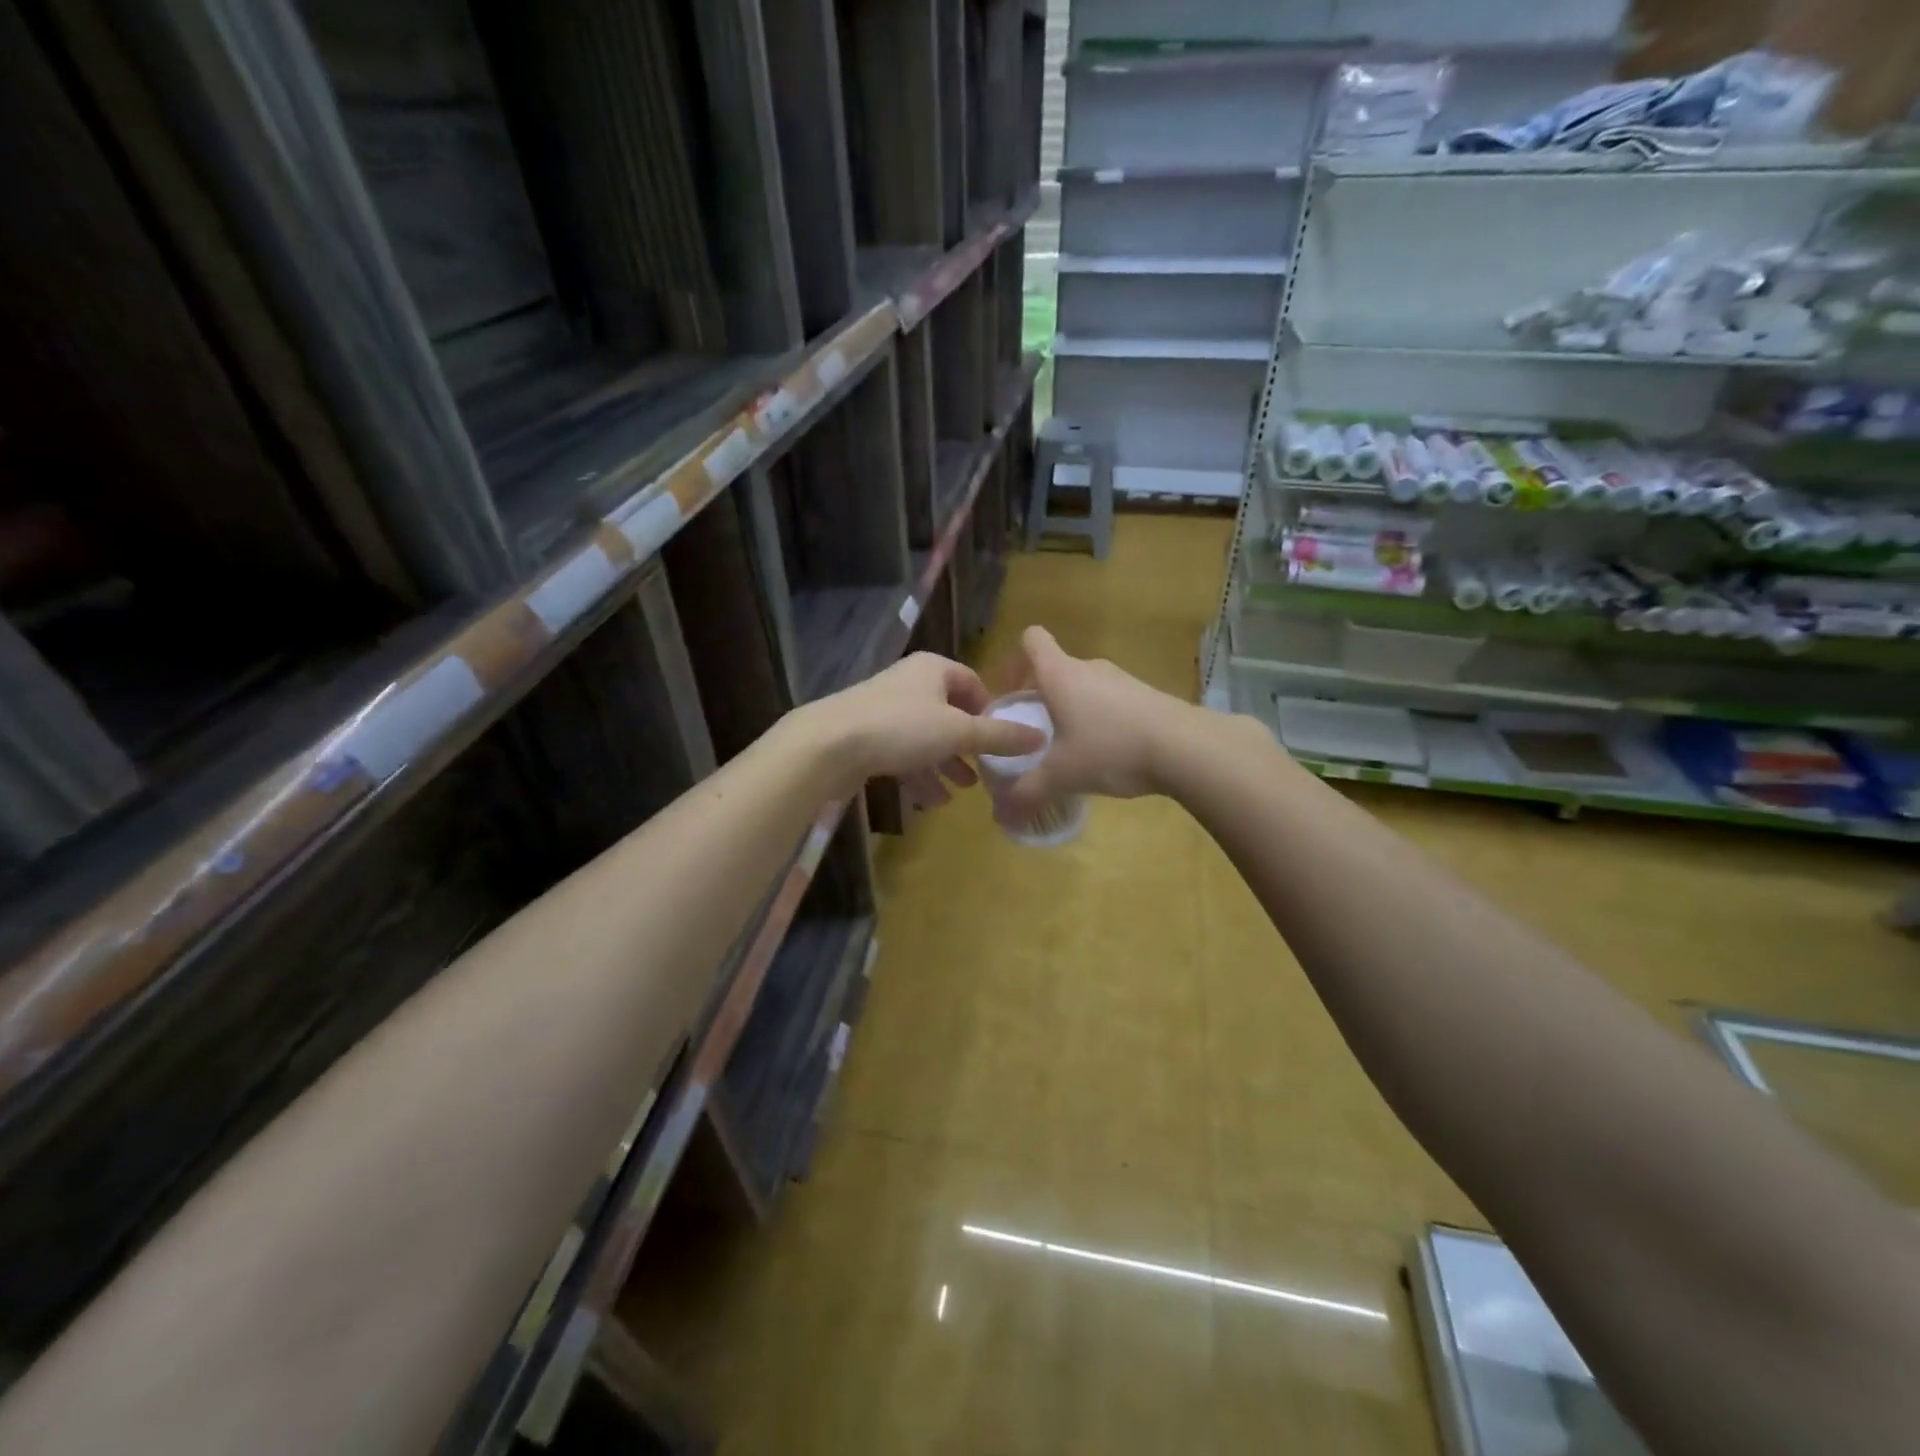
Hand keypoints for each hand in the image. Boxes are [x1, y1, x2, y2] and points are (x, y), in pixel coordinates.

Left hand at [803, 652, 1044, 806]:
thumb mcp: (958, 731)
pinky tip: (929, 801)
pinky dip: (918, 774)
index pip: (971, 682)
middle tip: (984, 773)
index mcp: (932, 669)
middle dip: (967, 746)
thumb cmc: (901, 727)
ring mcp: (884, 710)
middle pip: (948, 714)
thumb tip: (1041, 737)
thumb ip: (999, 736)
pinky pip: (902, 754)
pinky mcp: (866, 737)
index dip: (989, 710)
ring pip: (925, 738)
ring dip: (944, 765)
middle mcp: (909, 684)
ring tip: (960, 791)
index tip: (1001, 739)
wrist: (828, 744)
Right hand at [998, 626, 1199, 817]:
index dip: (1016, 660)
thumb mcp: (1061, 776)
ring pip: (1086, 687)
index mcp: (1061, 675)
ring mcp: (1123, 680)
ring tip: (1073, 749)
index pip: (1033, 640)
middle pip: (1057, 669)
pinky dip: (1103, 721)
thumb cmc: (1111, 749)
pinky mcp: (1148, 696)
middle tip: (1036, 734)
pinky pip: (1112, 702)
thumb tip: (1002, 816)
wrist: (1187, 748)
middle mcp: (1090, 668)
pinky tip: (1109, 754)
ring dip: (1074, 711)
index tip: (1012, 693)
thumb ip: (1027, 793)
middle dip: (1043, 698)